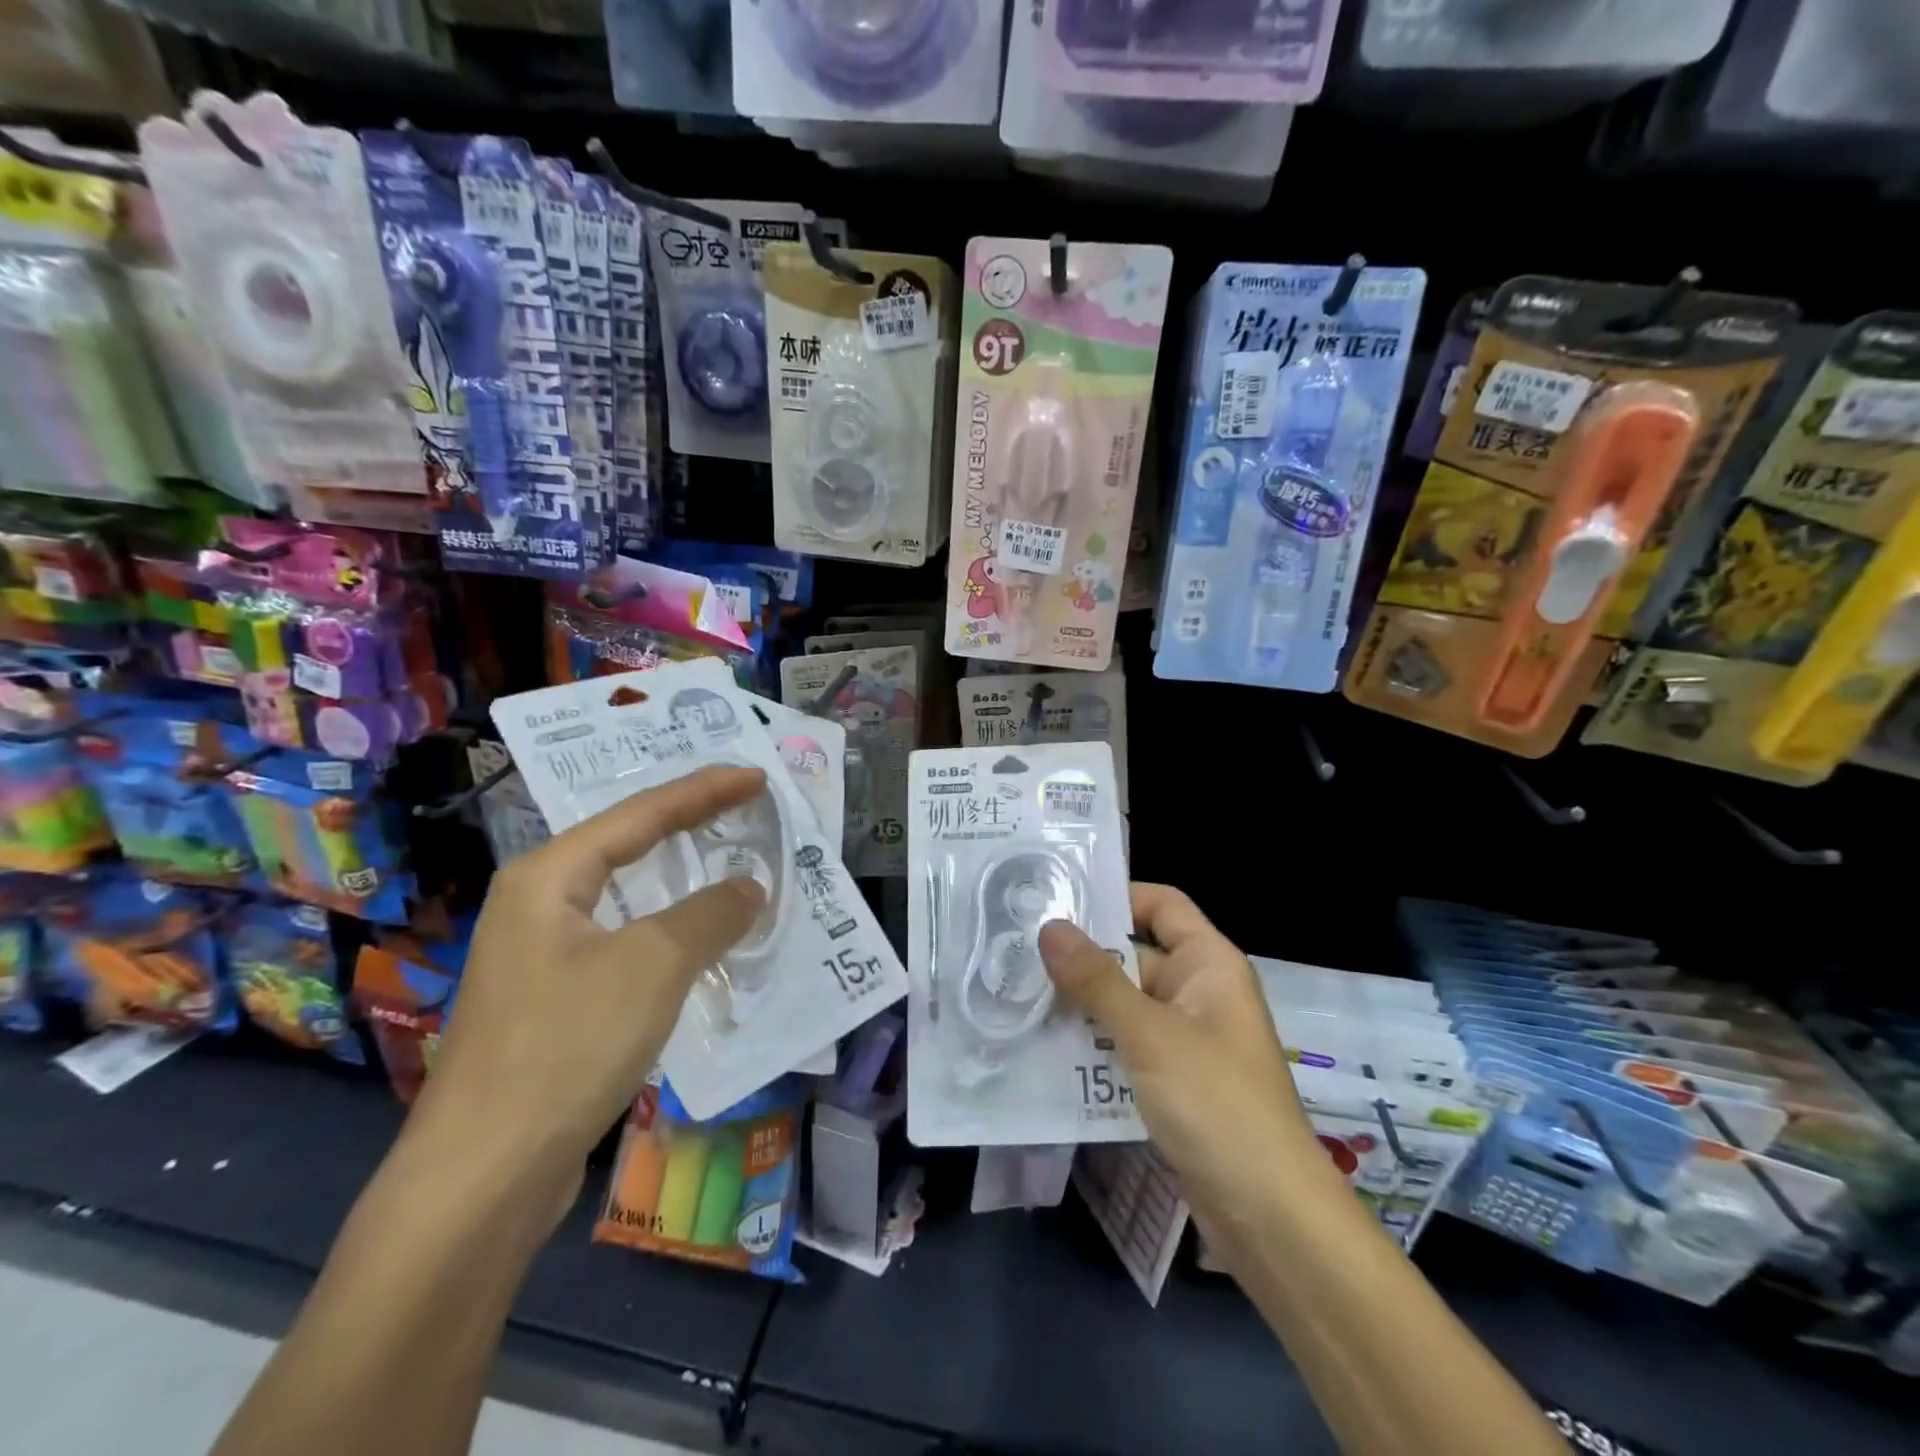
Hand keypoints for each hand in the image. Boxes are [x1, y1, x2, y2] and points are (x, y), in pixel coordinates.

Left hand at [406, 765, 768, 1213]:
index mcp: (549, 876)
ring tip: (722, 855)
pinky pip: (623, 939)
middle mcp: (537, 903)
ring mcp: (540, 954)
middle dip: (686, 822)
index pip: (641, 813)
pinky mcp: (553, 999)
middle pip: (626, 843)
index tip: (756, 777)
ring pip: (625, 895)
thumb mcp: (653, 966)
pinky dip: (666, 927)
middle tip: (740, 804)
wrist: (483, 1177)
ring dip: (678, 877)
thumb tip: (749, 888)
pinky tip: (693, 936)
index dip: (704, 791)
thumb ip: (709, 914)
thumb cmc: (566, 1047)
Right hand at [1038, 885, 1331, 1239]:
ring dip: (1078, 1007)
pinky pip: (1124, 1048)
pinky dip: (1091, 1048)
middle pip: (1133, 956)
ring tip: (1015, 999)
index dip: (1116, 895)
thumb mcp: (1150, 1035)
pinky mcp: (1171, 1083)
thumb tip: (1049, 925)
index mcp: (1208, 964)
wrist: (1270, 1219)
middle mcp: (1197, 993)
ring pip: (1123, 1006)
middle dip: (1080, 959)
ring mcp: (1184, 1040)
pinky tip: (1042, 1052)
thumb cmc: (1217, 1104)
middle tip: (1015, 954)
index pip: (1161, 904)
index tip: (1058, 902)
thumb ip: (1096, 980)